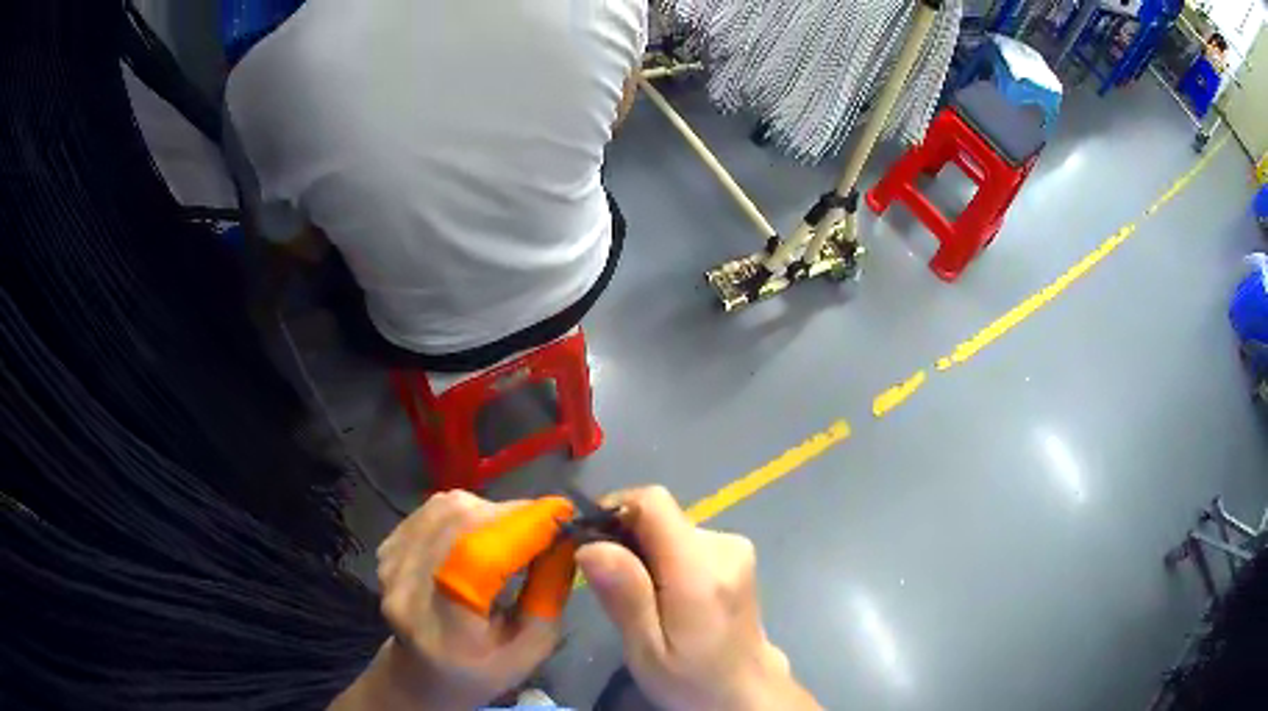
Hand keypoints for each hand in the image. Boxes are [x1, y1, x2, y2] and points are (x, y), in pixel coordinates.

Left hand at [331, 491, 558, 710]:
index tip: (563, 513)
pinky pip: (432, 510)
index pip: (476, 559)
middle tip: (545, 523)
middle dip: (512, 514)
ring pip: (446, 508)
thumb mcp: (533, 647)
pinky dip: (465, 511)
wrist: (422, 673)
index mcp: (447, 630)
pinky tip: (479, 534)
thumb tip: (566, 537)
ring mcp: (391, 565)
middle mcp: (407, 590)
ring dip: (490, 510)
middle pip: (459, 523)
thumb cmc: (484, 669)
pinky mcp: (387, 549)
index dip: (521, 526)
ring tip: (513, 532)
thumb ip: (550, 593)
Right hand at [576, 487, 820, 710]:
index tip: (590, 542)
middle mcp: (723, 545)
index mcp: (700, 569)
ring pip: (669, 529)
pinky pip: (684, 540)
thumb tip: (590, 544)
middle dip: (626, 541)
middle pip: (659, 517)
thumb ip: (624, 595)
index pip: (653, 502)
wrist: (746, 691)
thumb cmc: (692, 679)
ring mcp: (734, 547)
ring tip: (641, 601)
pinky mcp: (735, 554)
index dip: (614, 510)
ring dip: (645, 553)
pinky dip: (664, 559)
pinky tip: (665, 597)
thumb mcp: (647, 650)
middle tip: (611, 589)